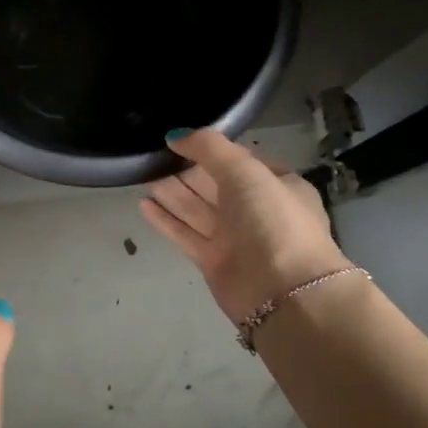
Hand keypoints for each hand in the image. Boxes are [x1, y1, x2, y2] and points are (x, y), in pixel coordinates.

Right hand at [139, 129, 350, 323]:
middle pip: (215, 185)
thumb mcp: (245, 170)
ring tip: (143, 176)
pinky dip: (166, 220)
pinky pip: (186, 234)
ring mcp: (236, 238)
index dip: (212, 150)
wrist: (284, 292)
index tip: (180, 141)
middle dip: (187, 171)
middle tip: (154, 157)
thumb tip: (175, 135)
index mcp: (277, 185)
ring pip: (198, 210)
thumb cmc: (273, 221)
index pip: (241, 160)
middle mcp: (257, 211)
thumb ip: (209, 148)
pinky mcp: (214, 261)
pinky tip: (143, 205)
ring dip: (173, 193)